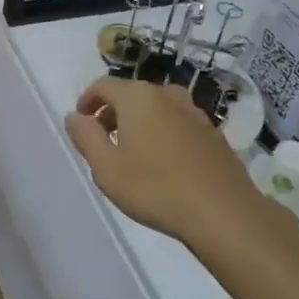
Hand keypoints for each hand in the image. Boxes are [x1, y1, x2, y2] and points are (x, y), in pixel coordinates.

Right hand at [64, 77, 276, 246]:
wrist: (224, 212)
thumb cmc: (155, 188)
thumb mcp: (106, 167)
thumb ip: (85, 137)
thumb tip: (74, 116)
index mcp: (138, 97)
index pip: (103, 85)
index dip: (88, 101)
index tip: (81, 122)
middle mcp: (167, 95)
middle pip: (131, 94)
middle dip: (113, 113)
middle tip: (103, 141)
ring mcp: (195, 113)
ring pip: (156, 108)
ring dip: (139, 123)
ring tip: (132, 153)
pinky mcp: (213, 133)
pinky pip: (177, 124)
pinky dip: (163, 133)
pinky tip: (163, 164)